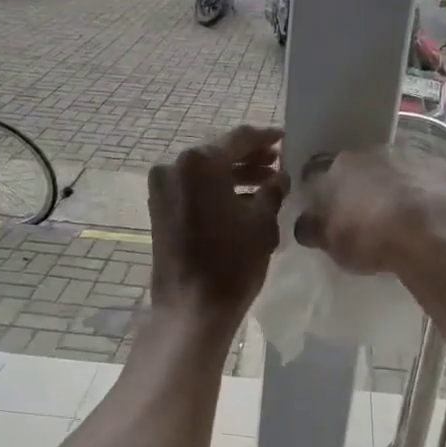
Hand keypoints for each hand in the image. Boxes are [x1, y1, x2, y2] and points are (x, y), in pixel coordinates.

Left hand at [147, 126, 285, 329]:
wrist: (192, 308)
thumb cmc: (232, 262)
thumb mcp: (262, 222)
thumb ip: (273, 190)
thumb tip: (280, 177)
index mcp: (199, 161)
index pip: (240, 138)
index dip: (266, 138)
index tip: (286, 140)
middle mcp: (174, 167)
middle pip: (219, 154)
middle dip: (250, 159)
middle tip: (278, 165)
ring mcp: (162, 189)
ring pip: (205, 174)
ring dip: (234, 177)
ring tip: (266, 186)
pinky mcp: (159, 211)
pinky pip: (193, 190)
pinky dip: (216, 192)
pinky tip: (243, 203)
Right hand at [295, 148, 445, 275]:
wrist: (431, 238)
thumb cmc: (370, 238)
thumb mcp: (330, 242)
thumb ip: (314, 229)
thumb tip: (305, 224)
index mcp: (346, 165)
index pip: (327, 172)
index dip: (329, 191)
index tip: (331, 210)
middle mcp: (384, 153)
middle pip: (372, 166)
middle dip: (371, 184)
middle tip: (372, 214)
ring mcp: (425, 160)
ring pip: (413, 168)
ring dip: (411, 184)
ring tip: (413, 216)